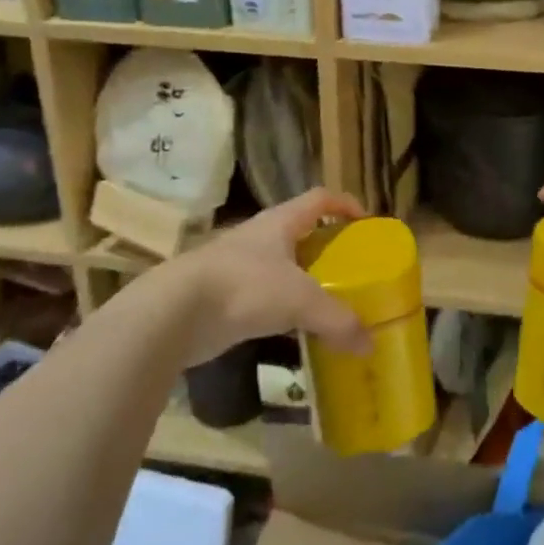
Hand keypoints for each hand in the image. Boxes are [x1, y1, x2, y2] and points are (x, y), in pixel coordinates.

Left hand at [173, 188, 374, 364]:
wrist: (173, 314)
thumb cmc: (244, 287)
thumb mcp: (300, 301)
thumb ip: (337, 320)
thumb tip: (370, 346)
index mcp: (280, 222)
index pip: (319, 199)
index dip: (345, 205)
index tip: (366, 224)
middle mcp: (259, 238)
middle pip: (301, 233)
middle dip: (326, 249)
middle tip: (351, 270)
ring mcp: (237, 267)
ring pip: (281, 268)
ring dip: (303, 282)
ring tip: (328, 304)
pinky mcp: (222, 297)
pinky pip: (263, 298)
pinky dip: (282, 311)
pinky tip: (294, 331)